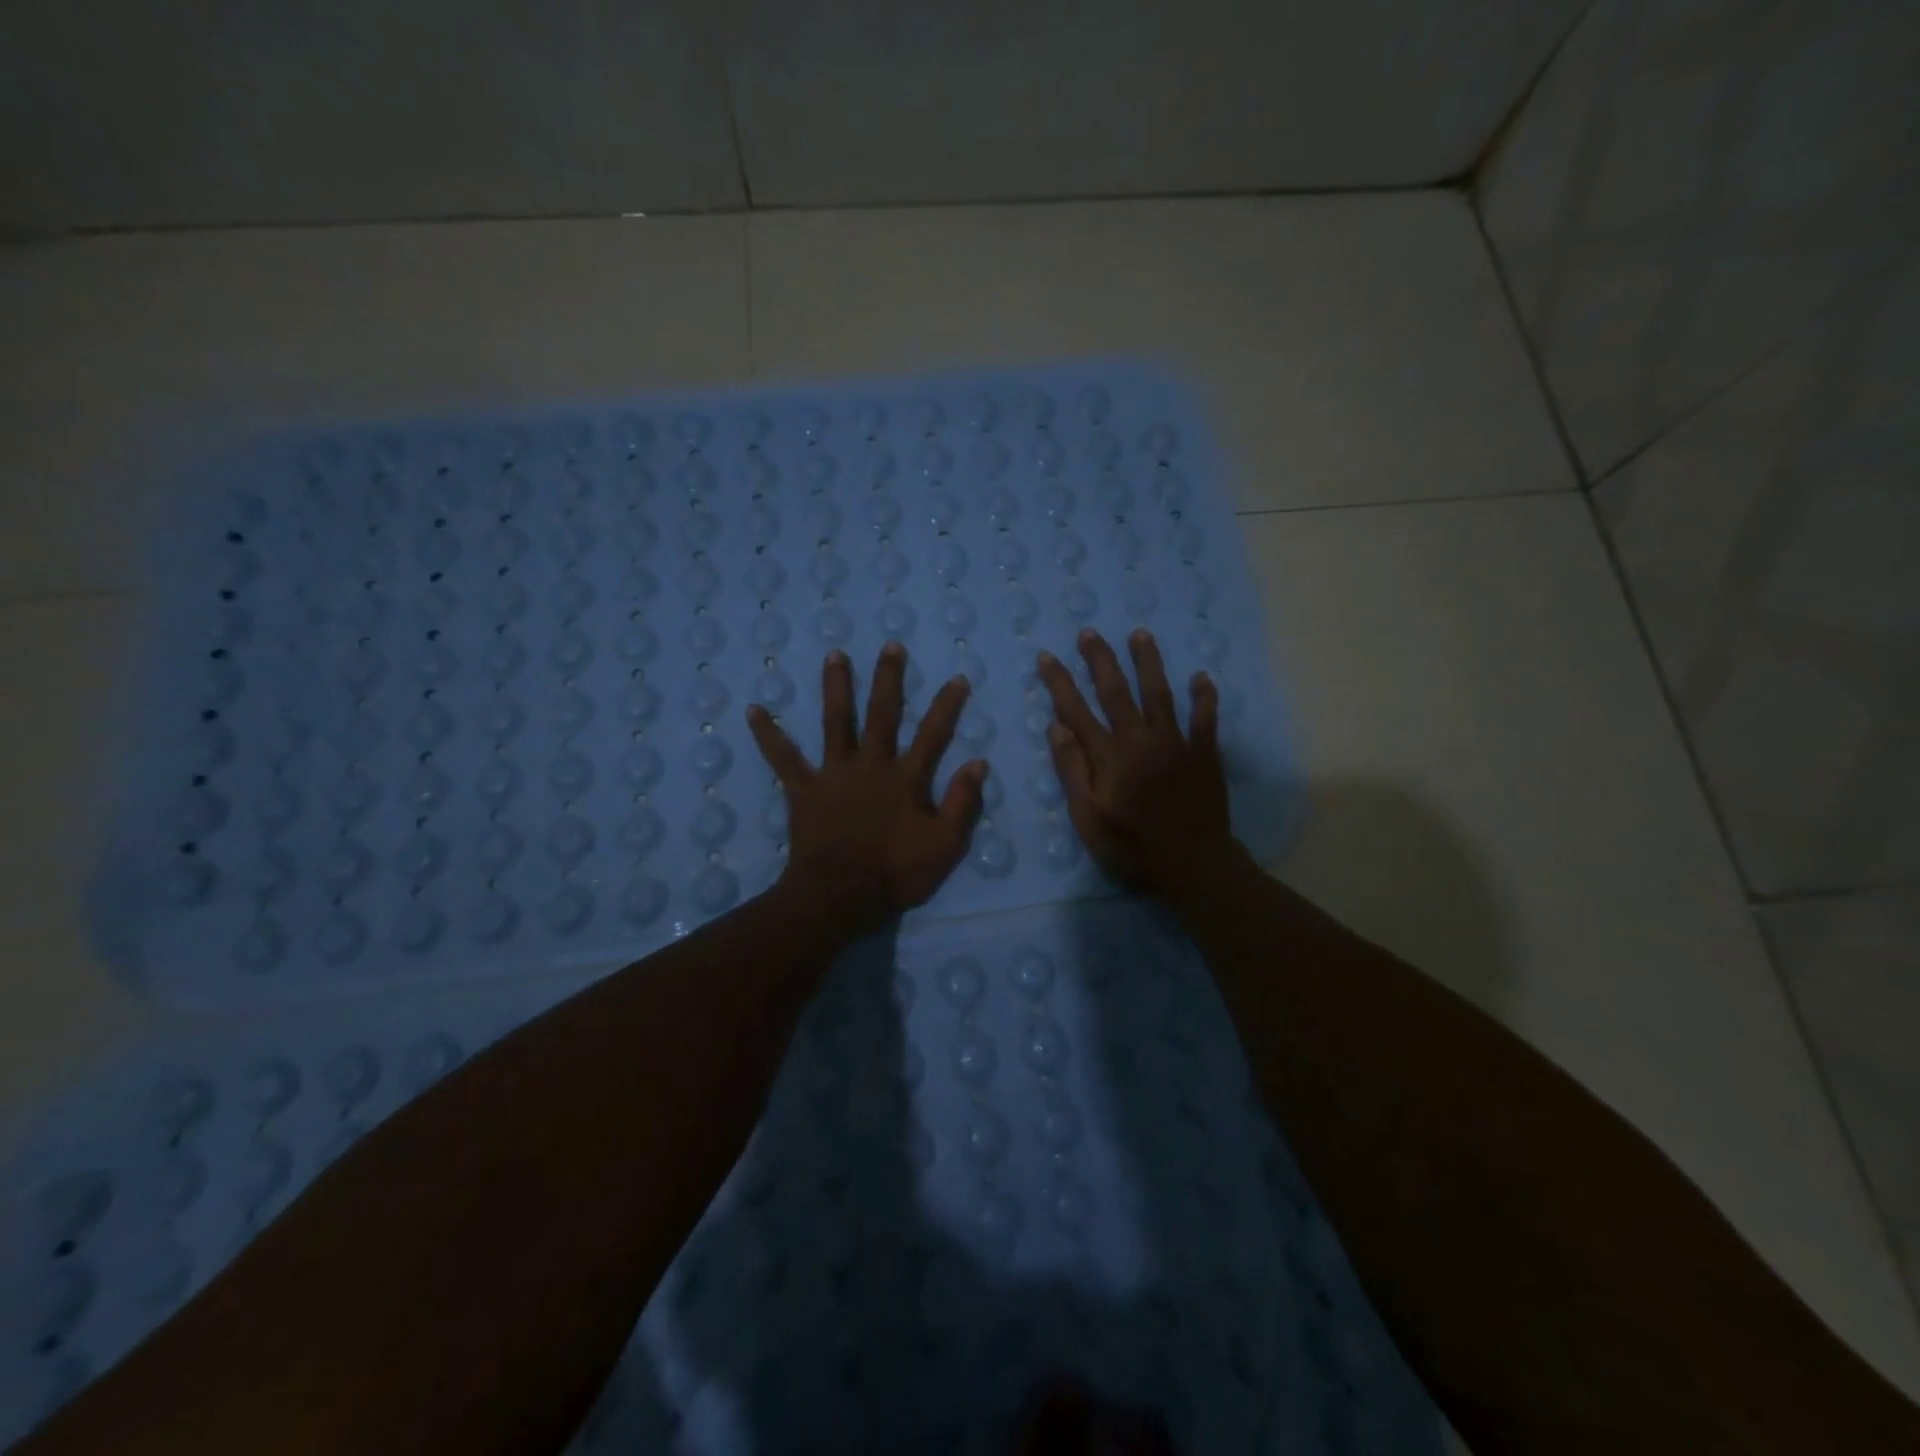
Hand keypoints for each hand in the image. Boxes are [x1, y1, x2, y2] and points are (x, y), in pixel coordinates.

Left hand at [747, 643, 987, 932]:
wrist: (839, 897)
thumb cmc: (895, 874)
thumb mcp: (944, 846)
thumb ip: (962, 803)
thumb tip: (979, 763)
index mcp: (906, 779)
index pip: (933, 734)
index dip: (947, 706)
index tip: (957, 677)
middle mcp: (870, 765)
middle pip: (882, 714)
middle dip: (888, 679)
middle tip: (890, 646)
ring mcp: (834, 774)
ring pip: (836, 722)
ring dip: (836, 687)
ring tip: (834, 654)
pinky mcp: (804, 790)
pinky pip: (783, 758)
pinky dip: (768, 735)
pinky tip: (753, 711)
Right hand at [1038, 628, 1237, 896]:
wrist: (1192, 864)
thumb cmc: (1131, 846)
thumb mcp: (1087, 817)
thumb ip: (1072, 770)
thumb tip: (1057, 727)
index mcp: (1108, 756)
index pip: (1076, 710)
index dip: (1059, 682)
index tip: (1047, 657)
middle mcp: (1140, 739)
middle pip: (1116, 691)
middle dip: (1100, 660)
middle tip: (1089, 632)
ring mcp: (1175, 743)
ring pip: (1159, 694)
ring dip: (1148, 663)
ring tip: (1140, 634)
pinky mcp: (1203, 754)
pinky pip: (1205, 719)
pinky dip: (1204, 697)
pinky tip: (1202, 677)